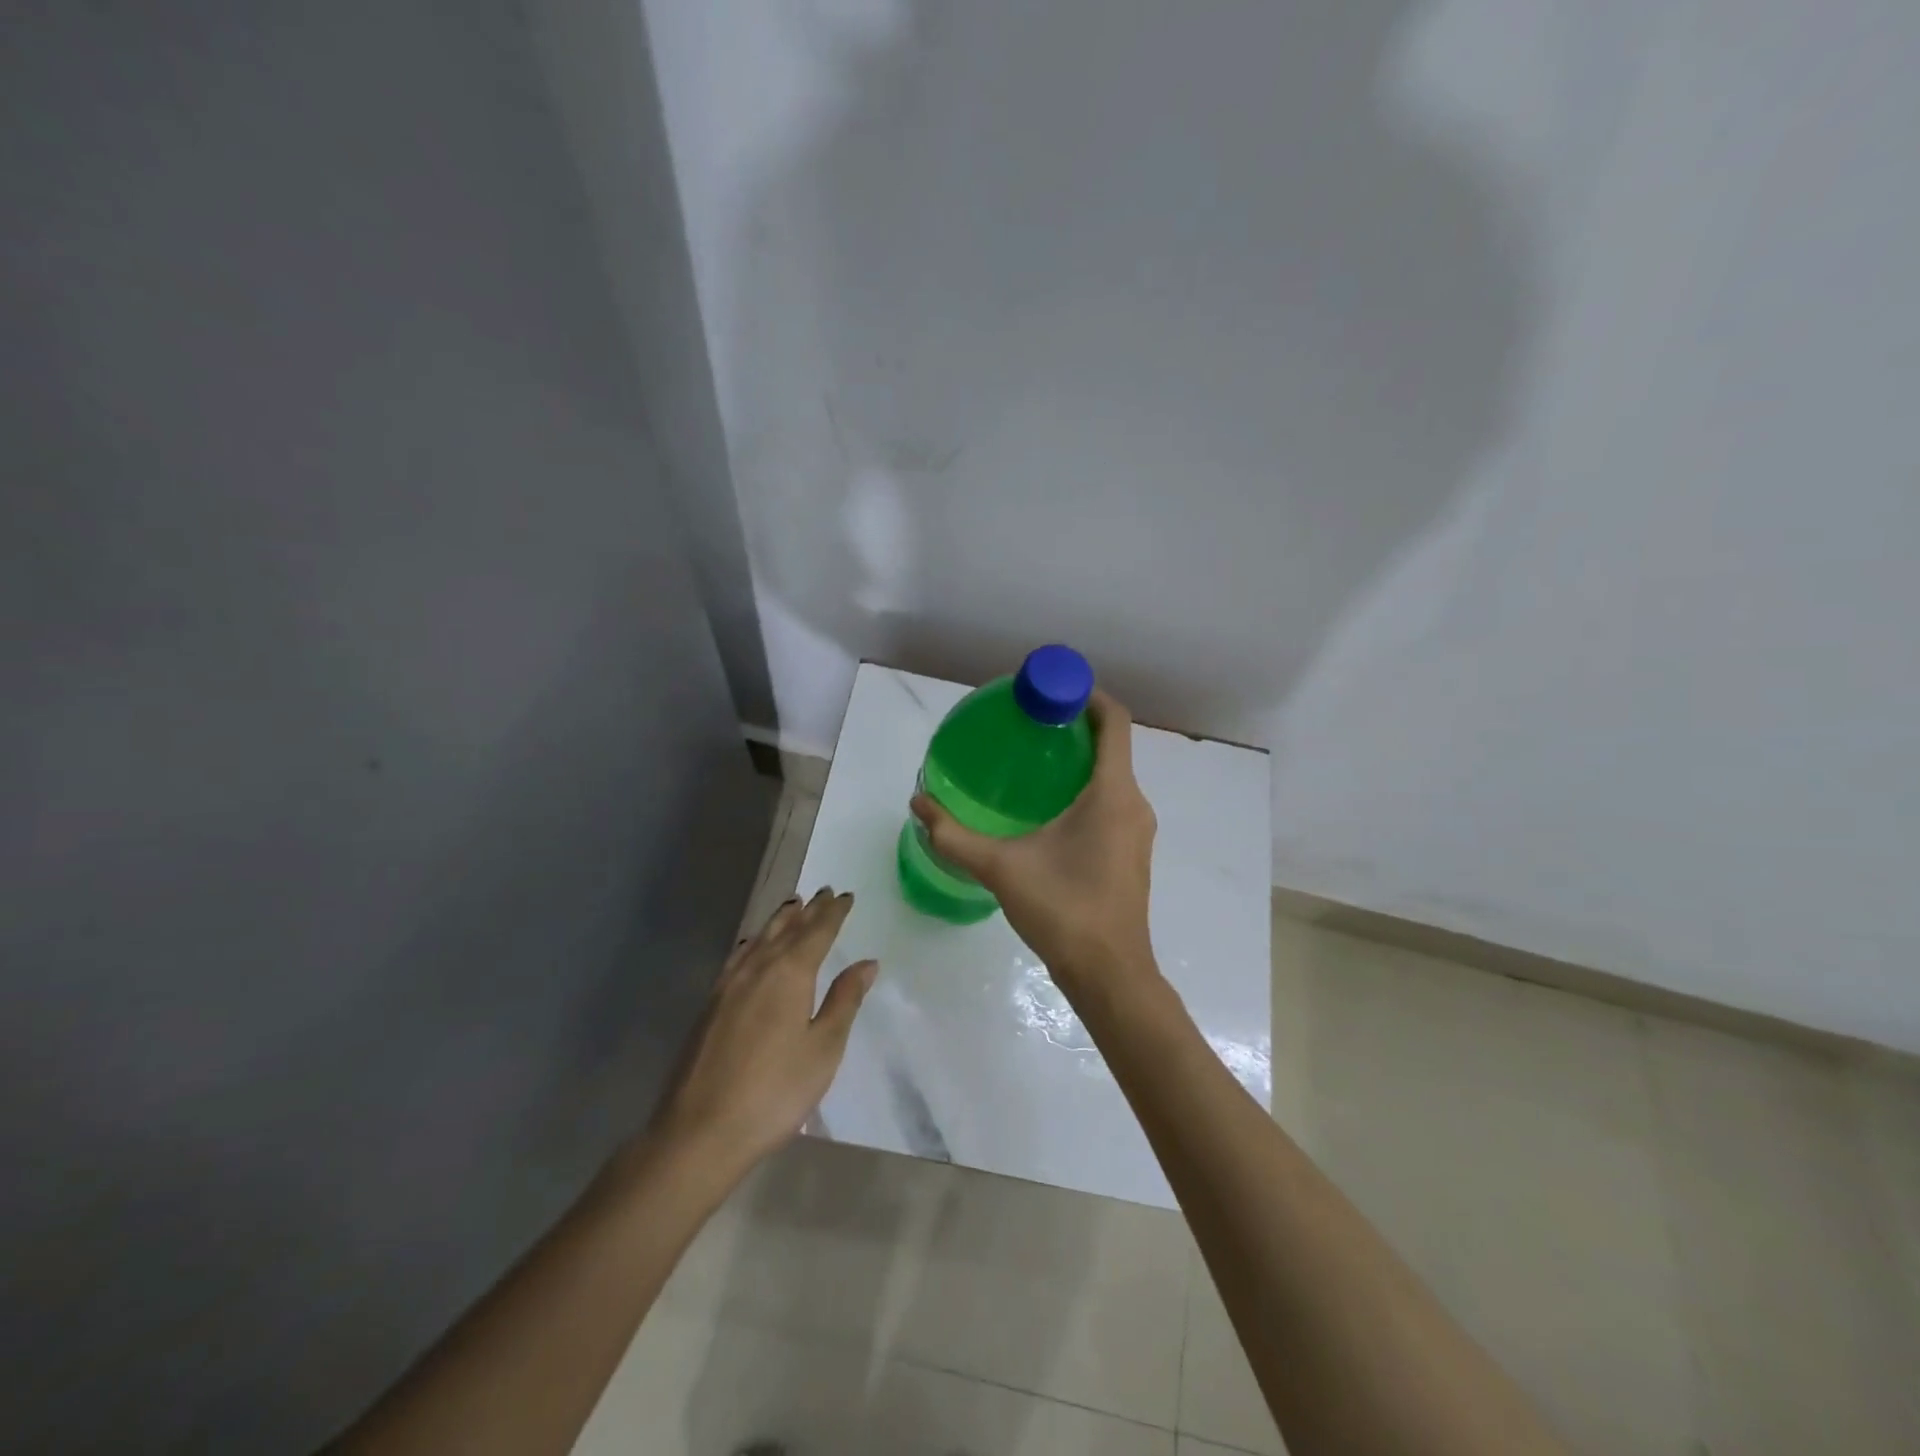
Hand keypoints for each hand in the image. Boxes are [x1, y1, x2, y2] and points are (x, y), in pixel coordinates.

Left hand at [652, 889, 875, 1171]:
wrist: (701, 1130)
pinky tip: (752, 948)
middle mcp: (758, 968)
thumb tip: (866, 962)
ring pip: (760, 939)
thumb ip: (844, 1000)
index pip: (817, 932)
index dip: (834, 913)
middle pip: (787, 929)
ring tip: (792, 907)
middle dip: (808, 911)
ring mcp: (728, 985)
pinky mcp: (710, 1005)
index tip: (846, 895)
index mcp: (790, 973)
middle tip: (823, 892)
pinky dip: (754, 943)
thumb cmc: (775, 1091)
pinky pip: (739, 957)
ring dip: (779, 921)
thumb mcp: (823, 1048)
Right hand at [912, 689, 1158, 1004]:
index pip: (1113, 721)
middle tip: (1027, 726)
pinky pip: (1113, 802)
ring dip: (1079, 761)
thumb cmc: (1063, 910)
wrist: (1110, 974)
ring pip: (1112, 777)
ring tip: (1032, 763)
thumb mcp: (1000, 868)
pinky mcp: (1132, 852)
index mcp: (1112, 793)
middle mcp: (1134, 803)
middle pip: (1112, 746)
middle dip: (1072, 728)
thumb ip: (954, 835)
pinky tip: (1048, 810)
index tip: (1049, 690)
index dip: (1086, 695)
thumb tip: (918, 803)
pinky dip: (1086, 790)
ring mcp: (1137, 830)